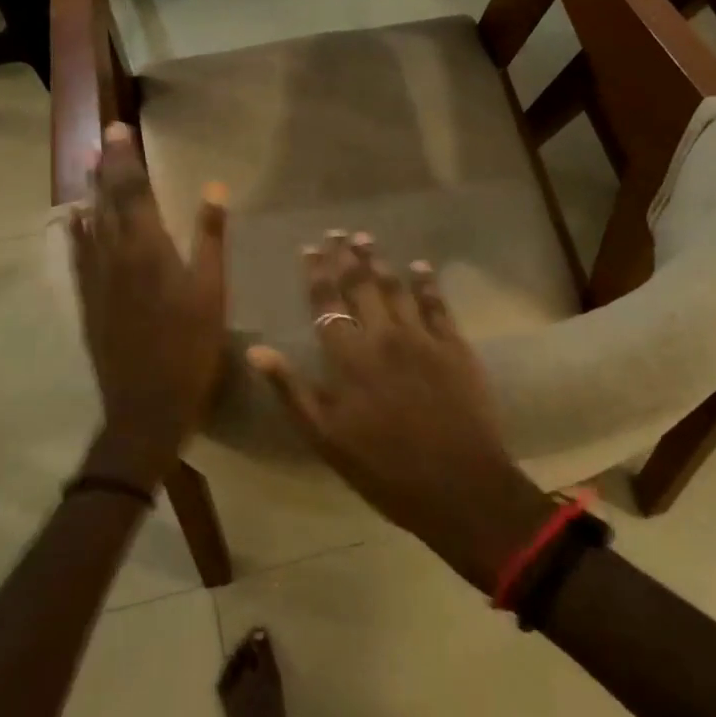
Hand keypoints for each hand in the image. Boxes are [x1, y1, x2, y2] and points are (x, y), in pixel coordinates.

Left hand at [70, 123, 228, 489]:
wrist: (144, 405)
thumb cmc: (190, 346)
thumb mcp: (212, 290)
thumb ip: (210, 237)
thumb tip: (214, 188)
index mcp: (147, 247)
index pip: (132, 190)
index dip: (126, 158)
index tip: (120, 129)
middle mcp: (113, 254)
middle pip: (105, 200)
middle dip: (104, 166)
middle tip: (103, 138)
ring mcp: (95, 278)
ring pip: (88, 222)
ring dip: (89, 190)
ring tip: (88, 165)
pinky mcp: (87, 299)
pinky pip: (78, 252)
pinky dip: (78, 228)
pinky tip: (77, 220)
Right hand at [249, 232, 554, 591]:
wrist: (458, 484)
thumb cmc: (384, 468)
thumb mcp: (325, 437)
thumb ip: (291, 389)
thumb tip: (257, 350)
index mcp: (349, 357)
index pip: (327, 303)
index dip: (317, 273)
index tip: (310, 248)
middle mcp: (383, 335)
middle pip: (361, 285)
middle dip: (347, 256)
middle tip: (338, 232)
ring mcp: (422, 337)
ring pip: (396, 287)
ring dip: (380, 261)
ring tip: (367, 238)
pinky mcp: (455, 345)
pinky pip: (437, 303)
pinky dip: (426, 281)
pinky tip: (419, 266)